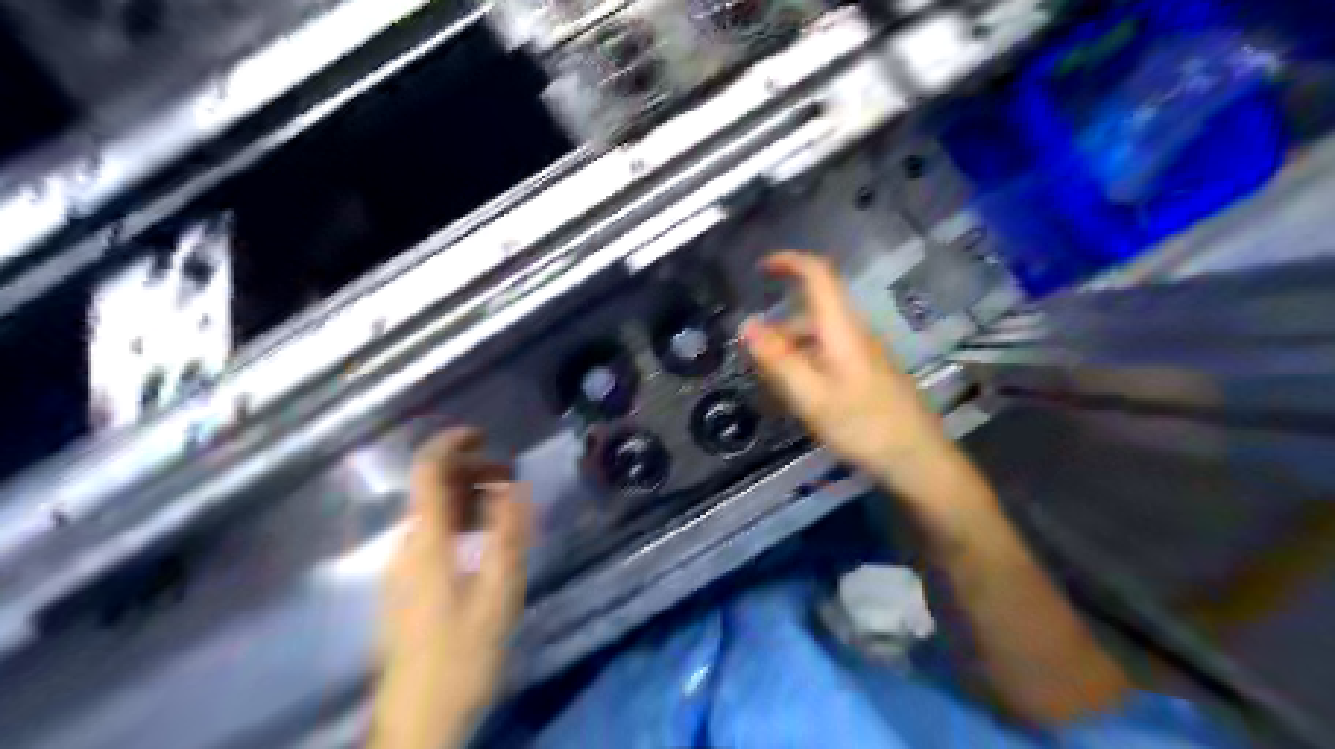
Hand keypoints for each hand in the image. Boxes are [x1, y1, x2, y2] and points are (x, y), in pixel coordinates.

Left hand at [368, 427, 532, 748]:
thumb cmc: (462, 656)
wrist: (418, 722)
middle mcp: (407, 549)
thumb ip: (507, 535)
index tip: (483, 435)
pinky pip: (433, 539)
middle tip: (511, 479)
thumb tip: (512, 487)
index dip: (450, 444)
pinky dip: (460, 525)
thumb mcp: (498, 594)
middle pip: (431, 491)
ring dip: (468, 500)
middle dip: (471, 473)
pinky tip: (486, 543)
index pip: (426, 473)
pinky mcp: (406, 590)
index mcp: (426, 544)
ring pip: (434, 516)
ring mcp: (402, 571)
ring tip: (506, 509)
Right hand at [741, 252, 947, 486]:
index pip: (819, 275)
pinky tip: (802, 395)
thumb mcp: (811, 395)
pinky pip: (831, 355)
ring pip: (821, 337)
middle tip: (755, 358)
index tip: (762, 268)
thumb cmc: (863, 425)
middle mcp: (856, 332)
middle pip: (814, 312)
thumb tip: (747, 323)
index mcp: (842, 328)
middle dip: (780, 326)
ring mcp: (866, 353)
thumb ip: (778, 358)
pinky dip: (808, 363)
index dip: (790, 262)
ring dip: (792, 348)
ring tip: (774, 384)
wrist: (918, 458)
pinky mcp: (870, 373)